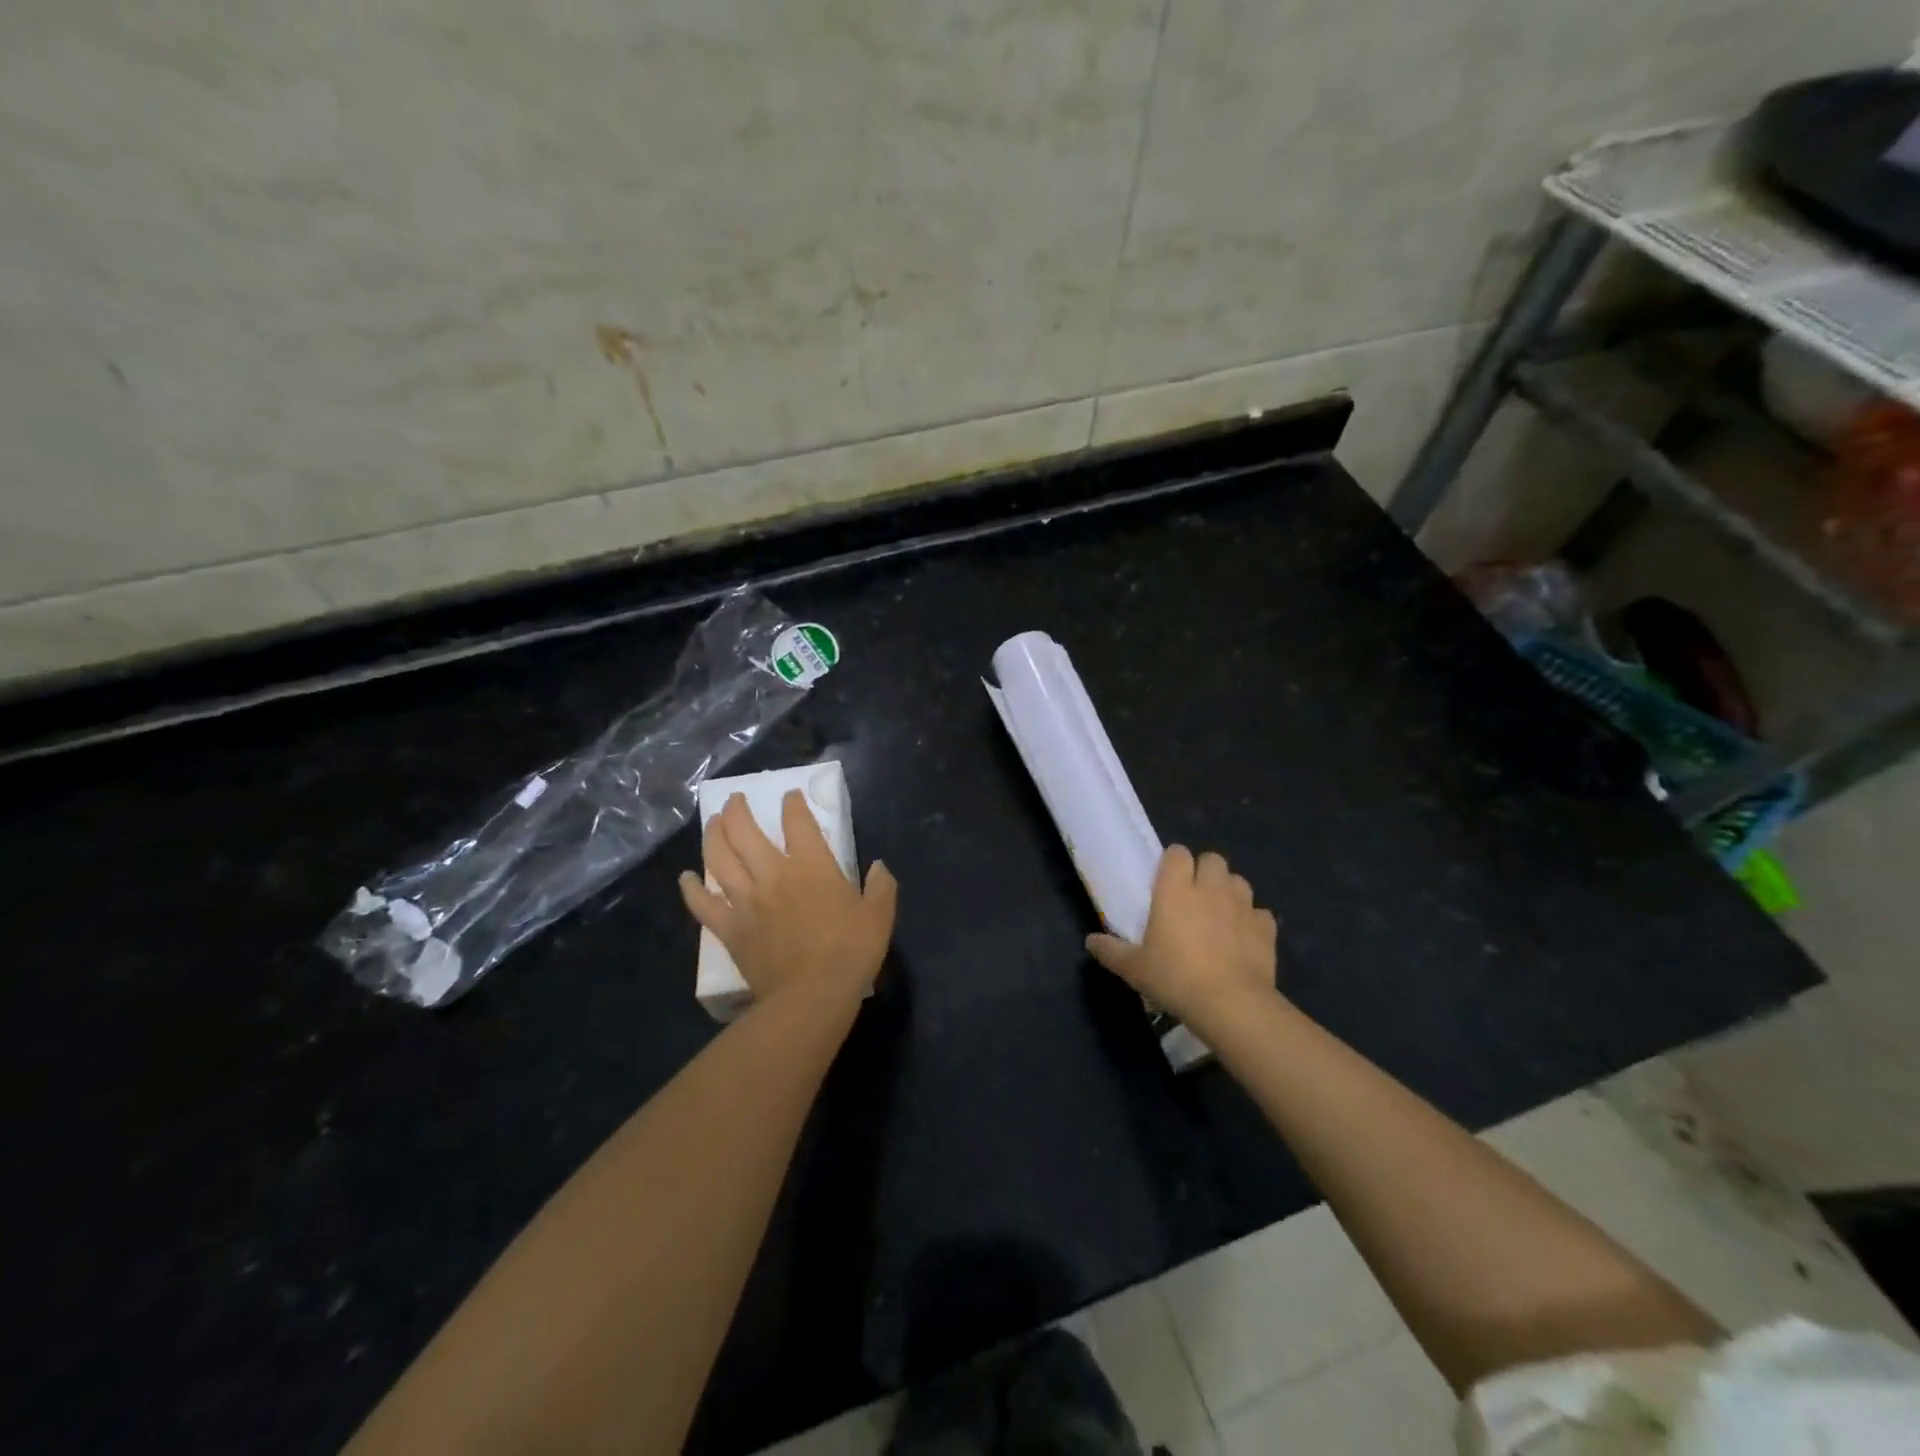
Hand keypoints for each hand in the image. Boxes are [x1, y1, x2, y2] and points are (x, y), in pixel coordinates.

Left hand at [678, 790, 897, 1009]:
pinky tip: (686, 878)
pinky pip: (703, 904)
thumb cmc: (850, 952)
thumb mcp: (878, 916)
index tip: (789, 796)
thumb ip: (880, 887)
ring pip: (720, 858)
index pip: (798, 823)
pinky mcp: (730, 928)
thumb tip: (879, 867)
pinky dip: (691, 889)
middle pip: (746, 832)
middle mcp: (774, 874)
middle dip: (738, 810)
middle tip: (735, 800)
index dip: (793, 805)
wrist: (811, 995)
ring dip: (713, 835)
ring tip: (713, 822)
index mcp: (812, 866)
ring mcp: (747, 901)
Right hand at [1086, 846, 1277, 1028]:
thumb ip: (1111, 951)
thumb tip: (1090, 941)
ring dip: (1229, 891)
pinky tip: (1243, 938)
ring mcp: (1242, 906)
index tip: (1166, 881)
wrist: (1230, 1004)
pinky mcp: (1266, 928)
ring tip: (1220, 914)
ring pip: (1239, 881)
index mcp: (1175, 889)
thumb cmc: (1175, 977)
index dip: (1173, 862)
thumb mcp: (1134, 968)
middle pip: (1212, 859)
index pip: (1177, 853)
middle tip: (1194, 896)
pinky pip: (1260, 913)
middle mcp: (1210, 888)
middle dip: (1205, 871)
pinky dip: (1252, 921)